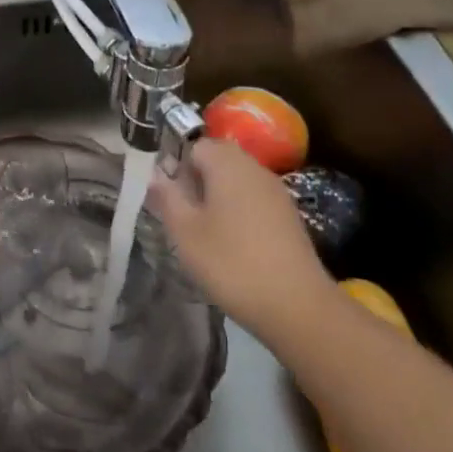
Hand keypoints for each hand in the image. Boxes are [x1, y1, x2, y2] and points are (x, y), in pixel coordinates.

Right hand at [147, 138, 334, 344]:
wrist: (298, 307)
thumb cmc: (231, 263)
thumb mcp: (184, 231)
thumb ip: (166, 196)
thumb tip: (154, 173)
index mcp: (227, 164)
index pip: (194, 144)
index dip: (176, 165)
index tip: (167, 196)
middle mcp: (254, 168)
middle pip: (217, 159)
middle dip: (195, 180)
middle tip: (182, 214)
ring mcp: (275, 192)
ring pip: (235, 180)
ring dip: (216, 197)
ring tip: (203, 231)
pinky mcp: (288, 216)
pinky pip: (253, 199)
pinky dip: (237, 212)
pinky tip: (231, 244)